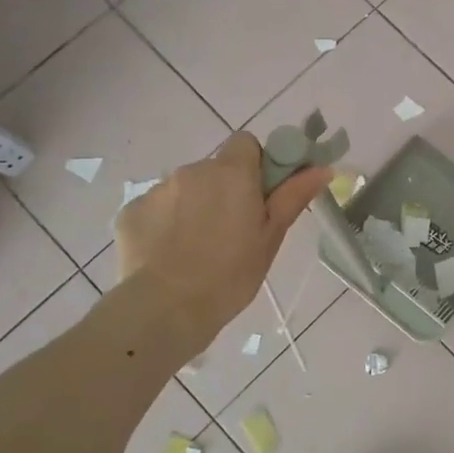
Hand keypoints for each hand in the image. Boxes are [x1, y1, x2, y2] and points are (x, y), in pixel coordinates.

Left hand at [111, 132, 331, 353]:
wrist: (165, 309)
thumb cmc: (230, 275)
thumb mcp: (271, 237)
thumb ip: (293, 196)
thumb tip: (323, 167)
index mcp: (231, 173)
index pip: (246, 143)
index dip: (255, 165)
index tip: (258, 197)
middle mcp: (192, 171)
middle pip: (215, 169)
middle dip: (224, 191)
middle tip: (232, 232)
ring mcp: (157, 190)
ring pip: (185, 189)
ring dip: (194, 207)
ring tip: (197, 249)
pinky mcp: (130, 211)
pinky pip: (157, 209)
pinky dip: (165, 224)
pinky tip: (169, 255)